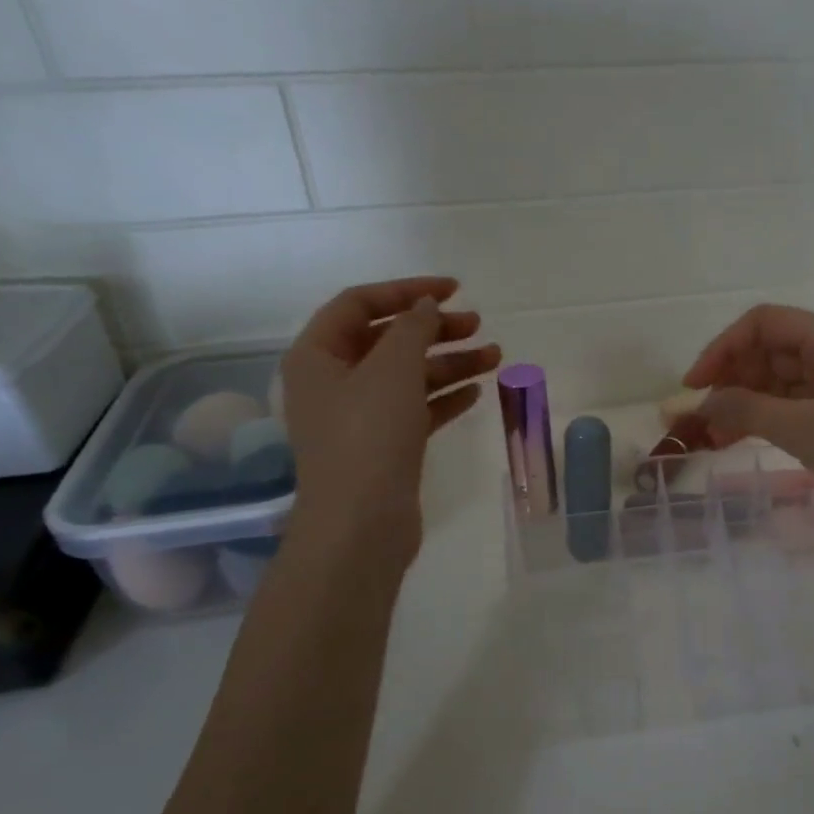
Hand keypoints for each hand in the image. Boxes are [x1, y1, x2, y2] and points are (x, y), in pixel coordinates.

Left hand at [279, 277, 499, 565]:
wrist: (361, 524)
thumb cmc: (368, 437)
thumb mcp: (391, 370)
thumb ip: (411, 329)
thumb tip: (425, 306)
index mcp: (318, 356)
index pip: (360, 304)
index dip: (407, 290)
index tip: (454, 289)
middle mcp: (333, 382)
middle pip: (388, 340)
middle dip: (435, 329)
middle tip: (478, 325)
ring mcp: (359, 417)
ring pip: (408, 377)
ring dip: (449, 363)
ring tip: (495, 357)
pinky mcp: (384, 446)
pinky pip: (416, 409)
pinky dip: (444, 397)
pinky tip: (477, 392)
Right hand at [685, 304, 813, 551]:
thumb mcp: (803, 429)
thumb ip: (746, 411)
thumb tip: (703, 404)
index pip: (762, 323)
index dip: (722, 349)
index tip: (693, 387)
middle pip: (771, 352)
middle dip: (731, 380)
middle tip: (701, 421)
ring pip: (784, 384)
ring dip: (748, 405)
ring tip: (716, 440)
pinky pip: (801, 409)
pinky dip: (772, 422)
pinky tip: (752, 443)